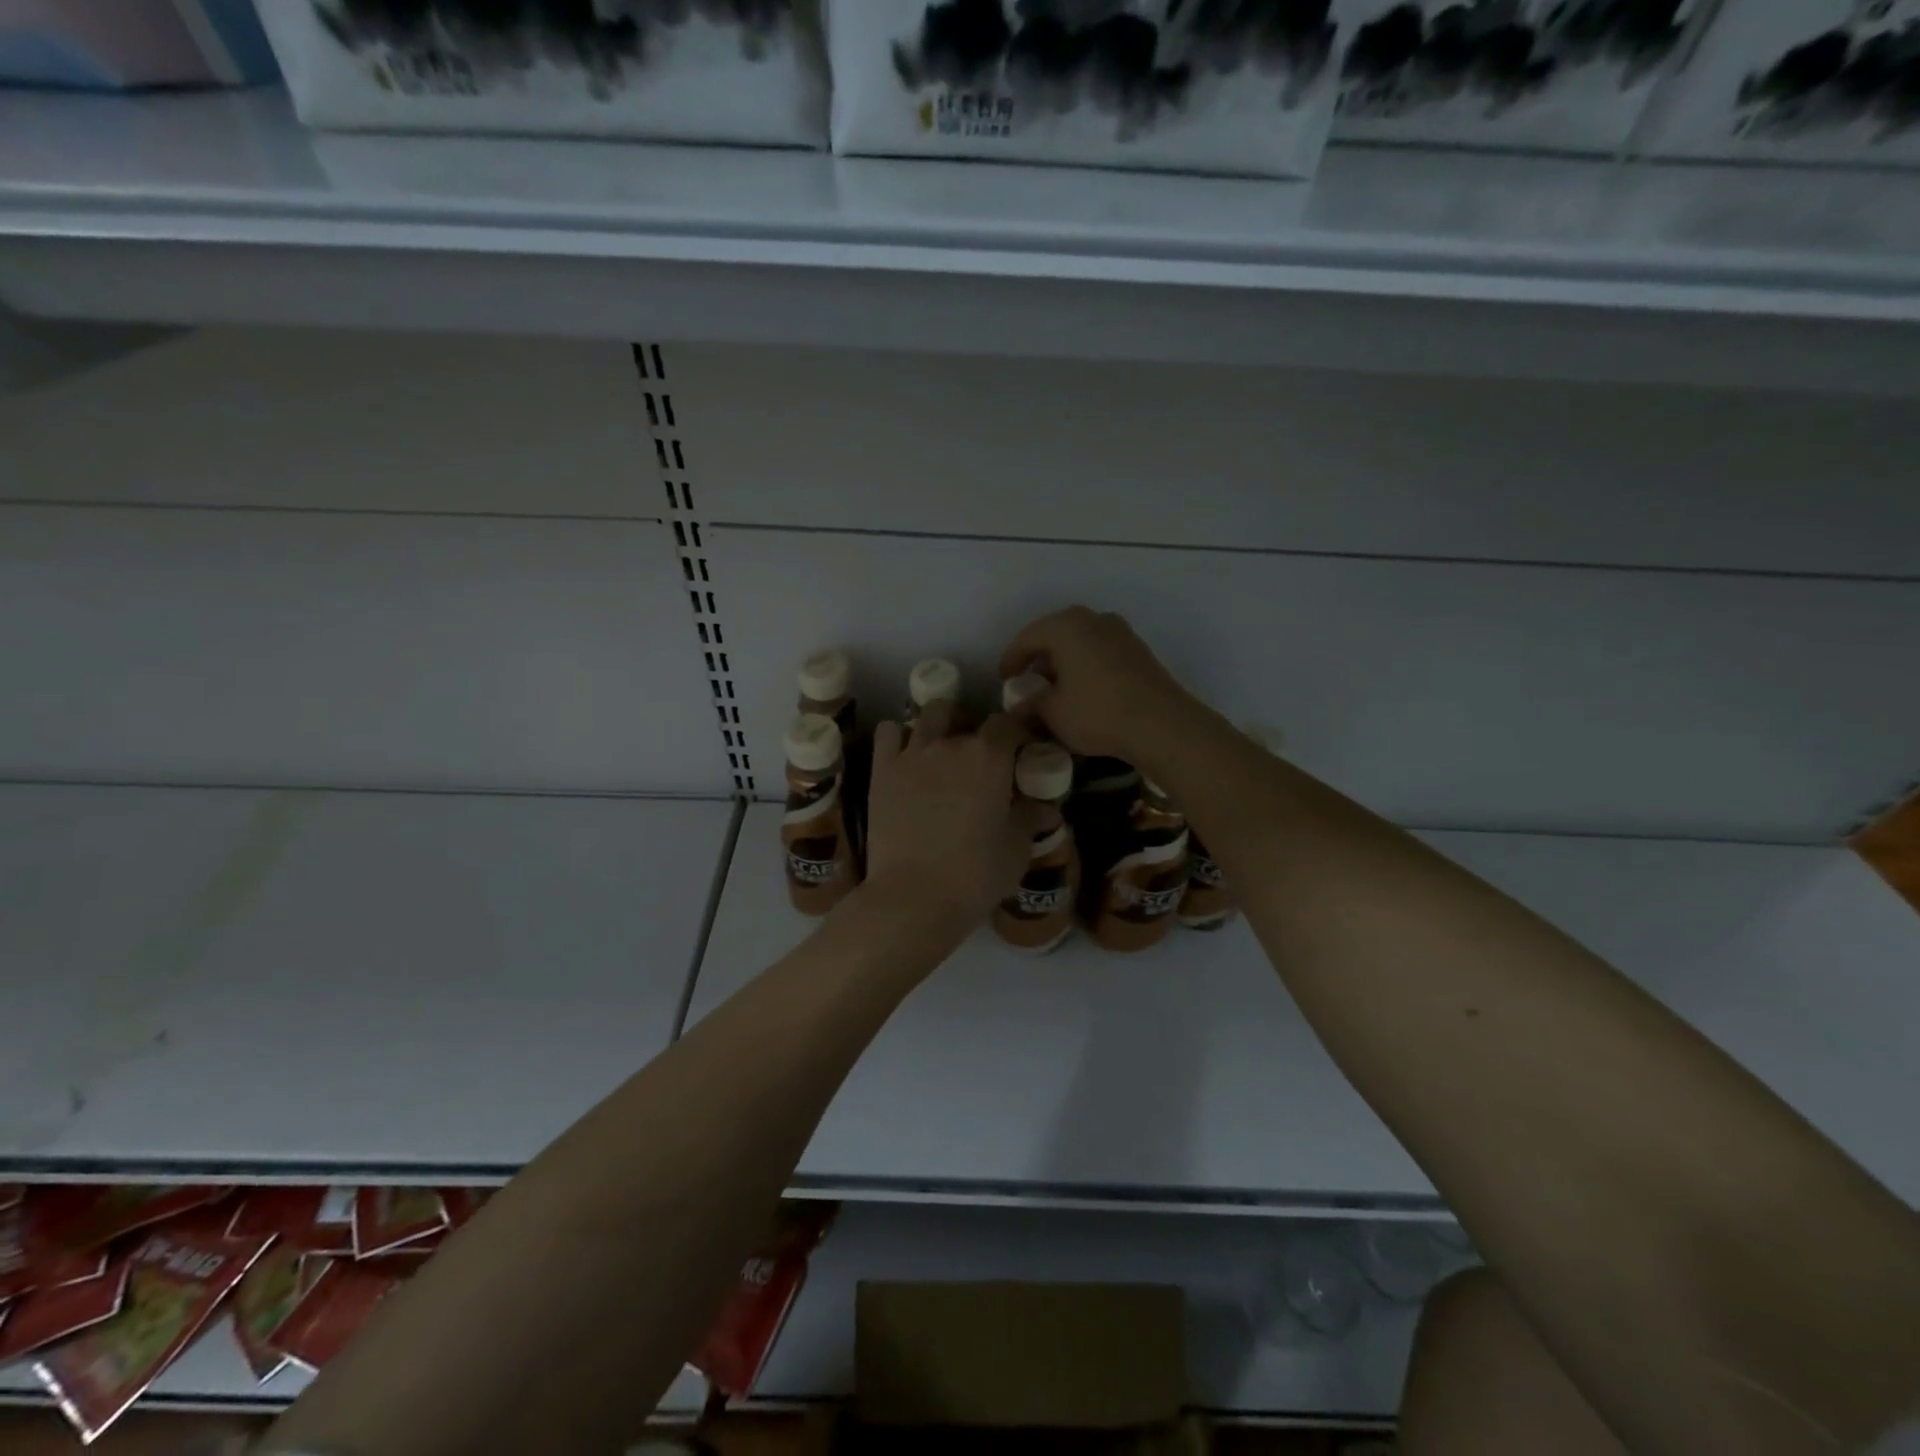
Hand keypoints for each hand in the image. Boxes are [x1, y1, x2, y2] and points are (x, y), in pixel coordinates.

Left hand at [860, 701, 1042, 935]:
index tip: (1019, 751)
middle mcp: (950, 744)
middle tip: (979, 757)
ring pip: (927, 715)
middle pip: (964, 716)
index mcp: (989, 757)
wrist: (913, 897)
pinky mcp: (881, 771)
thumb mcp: (1016, 849)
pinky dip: (899, 736)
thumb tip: (1048, 809)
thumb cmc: (975, 874)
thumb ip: (1030, 820)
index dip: (1015, 732)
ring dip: (939, 725)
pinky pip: (888, 733)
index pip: (1007, 723)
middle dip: (974, 728)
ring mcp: (911, 754)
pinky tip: (906, 757)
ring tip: (942, 750)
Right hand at [998, 606, 1204, 768]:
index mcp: (1066, 626)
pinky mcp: (1138, 649)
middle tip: (1028, 678)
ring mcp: (1120, 632)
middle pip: (1055, 633)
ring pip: (1080, 640)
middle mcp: (1093, 619)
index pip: (1028, 637)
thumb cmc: (1098, 713)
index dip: (1011, 658)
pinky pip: (1100, 649)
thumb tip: (1018, 709)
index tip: (1004, 678)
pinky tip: (1083, 688)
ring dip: (1064, 659)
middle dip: (1039, 655)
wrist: (1162, 724)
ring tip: (1055, 686)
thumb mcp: (1054, 713)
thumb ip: (1031, 705)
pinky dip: (1085, 663)